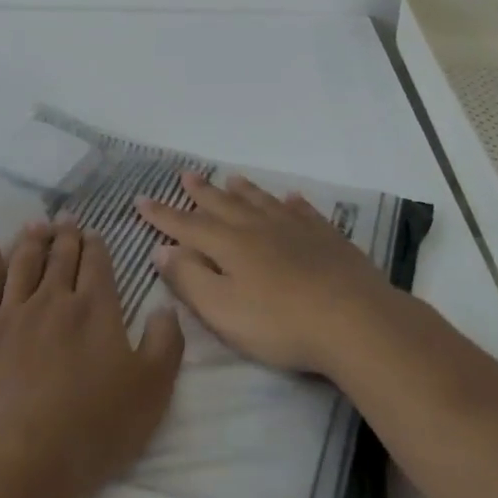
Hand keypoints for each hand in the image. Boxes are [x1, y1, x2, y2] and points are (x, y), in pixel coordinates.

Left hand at [0, 217, 184, 497]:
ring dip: (30, 240)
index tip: (93, 232)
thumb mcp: (151, 392)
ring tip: (35, 225)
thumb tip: (166, 306)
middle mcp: (52, 301)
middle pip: (60, 257)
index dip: (96, 246)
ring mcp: (10, 314)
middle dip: (65, 235)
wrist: (16, 460)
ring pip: (22, 264)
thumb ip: (165, 344)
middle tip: (65, 218)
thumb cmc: (91, 430)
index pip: (97, 265)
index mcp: (95, 310)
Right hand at [136, 171, 390, 373]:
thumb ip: (189, 279)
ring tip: (231, 178)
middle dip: (201, 192)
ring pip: (262, 202)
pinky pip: (304, 212)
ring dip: (243, 190)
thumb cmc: (280, 323)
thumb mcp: (222, 310)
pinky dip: (291, 203)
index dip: (162, 215)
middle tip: (185, 175)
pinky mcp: (327, 238)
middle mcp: (258, 227)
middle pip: (223, 205)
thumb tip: (162, 249)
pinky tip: (290, 198)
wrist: (355, 320)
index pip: (187, 225)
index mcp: (229, 244)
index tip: (141, 199)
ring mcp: (295, 229)